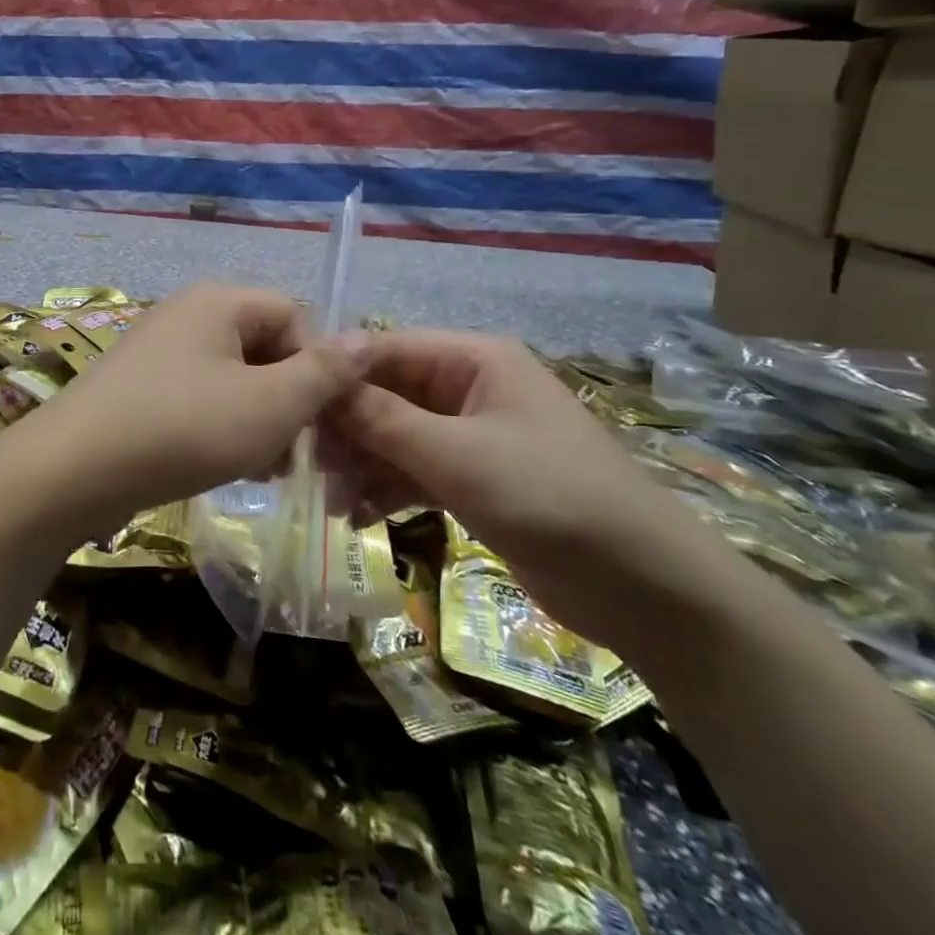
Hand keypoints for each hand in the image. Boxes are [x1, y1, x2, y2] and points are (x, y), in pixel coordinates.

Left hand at [0, 283, 371, 541]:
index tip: (321, 420)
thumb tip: (368, 336)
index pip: (295, 316)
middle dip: (289, 400)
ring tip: (267, 469)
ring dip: (260, 420)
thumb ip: (325, 372)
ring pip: (234, 379)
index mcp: (220, 301)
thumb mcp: (270, 404)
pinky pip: (200, 397)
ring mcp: (159, 351)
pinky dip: (223, 427)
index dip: (317, 366)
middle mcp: (188, 314)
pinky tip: (230, 467)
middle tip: (297, 454)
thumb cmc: (183, 428)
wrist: (73, 471)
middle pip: (264, 347)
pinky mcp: (140, 388)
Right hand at [326, 329, 746, 653]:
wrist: (643, 585)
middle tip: (310, 465)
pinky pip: (415, 470)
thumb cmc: (548, 496)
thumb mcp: (457, 455)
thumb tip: (321, 383)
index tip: (292, 405)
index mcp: (474, 360)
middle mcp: (470, 387)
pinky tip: (359, 517)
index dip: (339, 374)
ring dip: (363, 464)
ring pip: (396, 436)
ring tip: (334, 502)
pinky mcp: (475, 479)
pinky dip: (387, 489)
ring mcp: (472, 435)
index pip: (386, 349)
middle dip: (348, 428)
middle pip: (387, 394)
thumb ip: (383, 419)